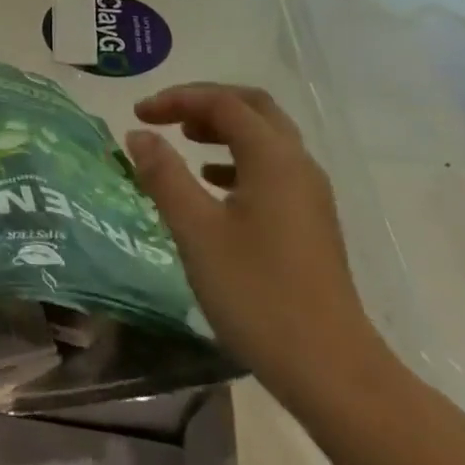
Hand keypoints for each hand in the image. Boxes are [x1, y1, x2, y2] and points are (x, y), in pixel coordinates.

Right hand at [126, 83, 387, 385]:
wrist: (327, 365)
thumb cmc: (255, 293)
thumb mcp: (196, 231)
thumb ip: (165, 176)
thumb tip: (139, 135)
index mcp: (274, 158)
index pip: (223, 103)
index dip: (177, 100)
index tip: (137, 115)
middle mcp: (298, 164)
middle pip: (253, 109)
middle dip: (206, 104)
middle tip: (165, 117)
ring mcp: (310, 193)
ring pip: (266, 139)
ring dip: (224, 130)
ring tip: (185, 143)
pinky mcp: (310, 221)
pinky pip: (272, 170)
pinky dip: (238, 161)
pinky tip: (213, 185)